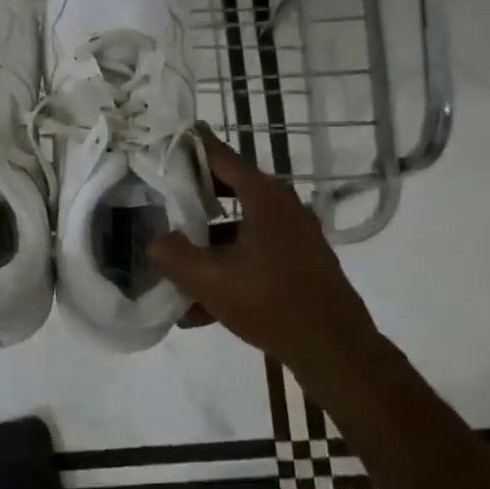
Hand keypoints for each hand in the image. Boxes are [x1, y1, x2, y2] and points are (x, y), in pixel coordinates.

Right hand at [150, 127, 382, 376]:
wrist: (334, 349)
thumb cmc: (271, 303)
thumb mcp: (209, 280)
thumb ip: (173, 255)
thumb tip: (155, 240)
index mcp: (263, 197)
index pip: (219, 156)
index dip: (189, 147)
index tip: (162, 139)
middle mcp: (281, 207)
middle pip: (227, 190)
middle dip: (191, 198)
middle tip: (157, 198)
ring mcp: (293, 236)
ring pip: (238, 230)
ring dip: (205, 247)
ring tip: (171, 269)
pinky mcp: (298, 263)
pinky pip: (252, 256)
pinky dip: (226, 272)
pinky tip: (197, 310)